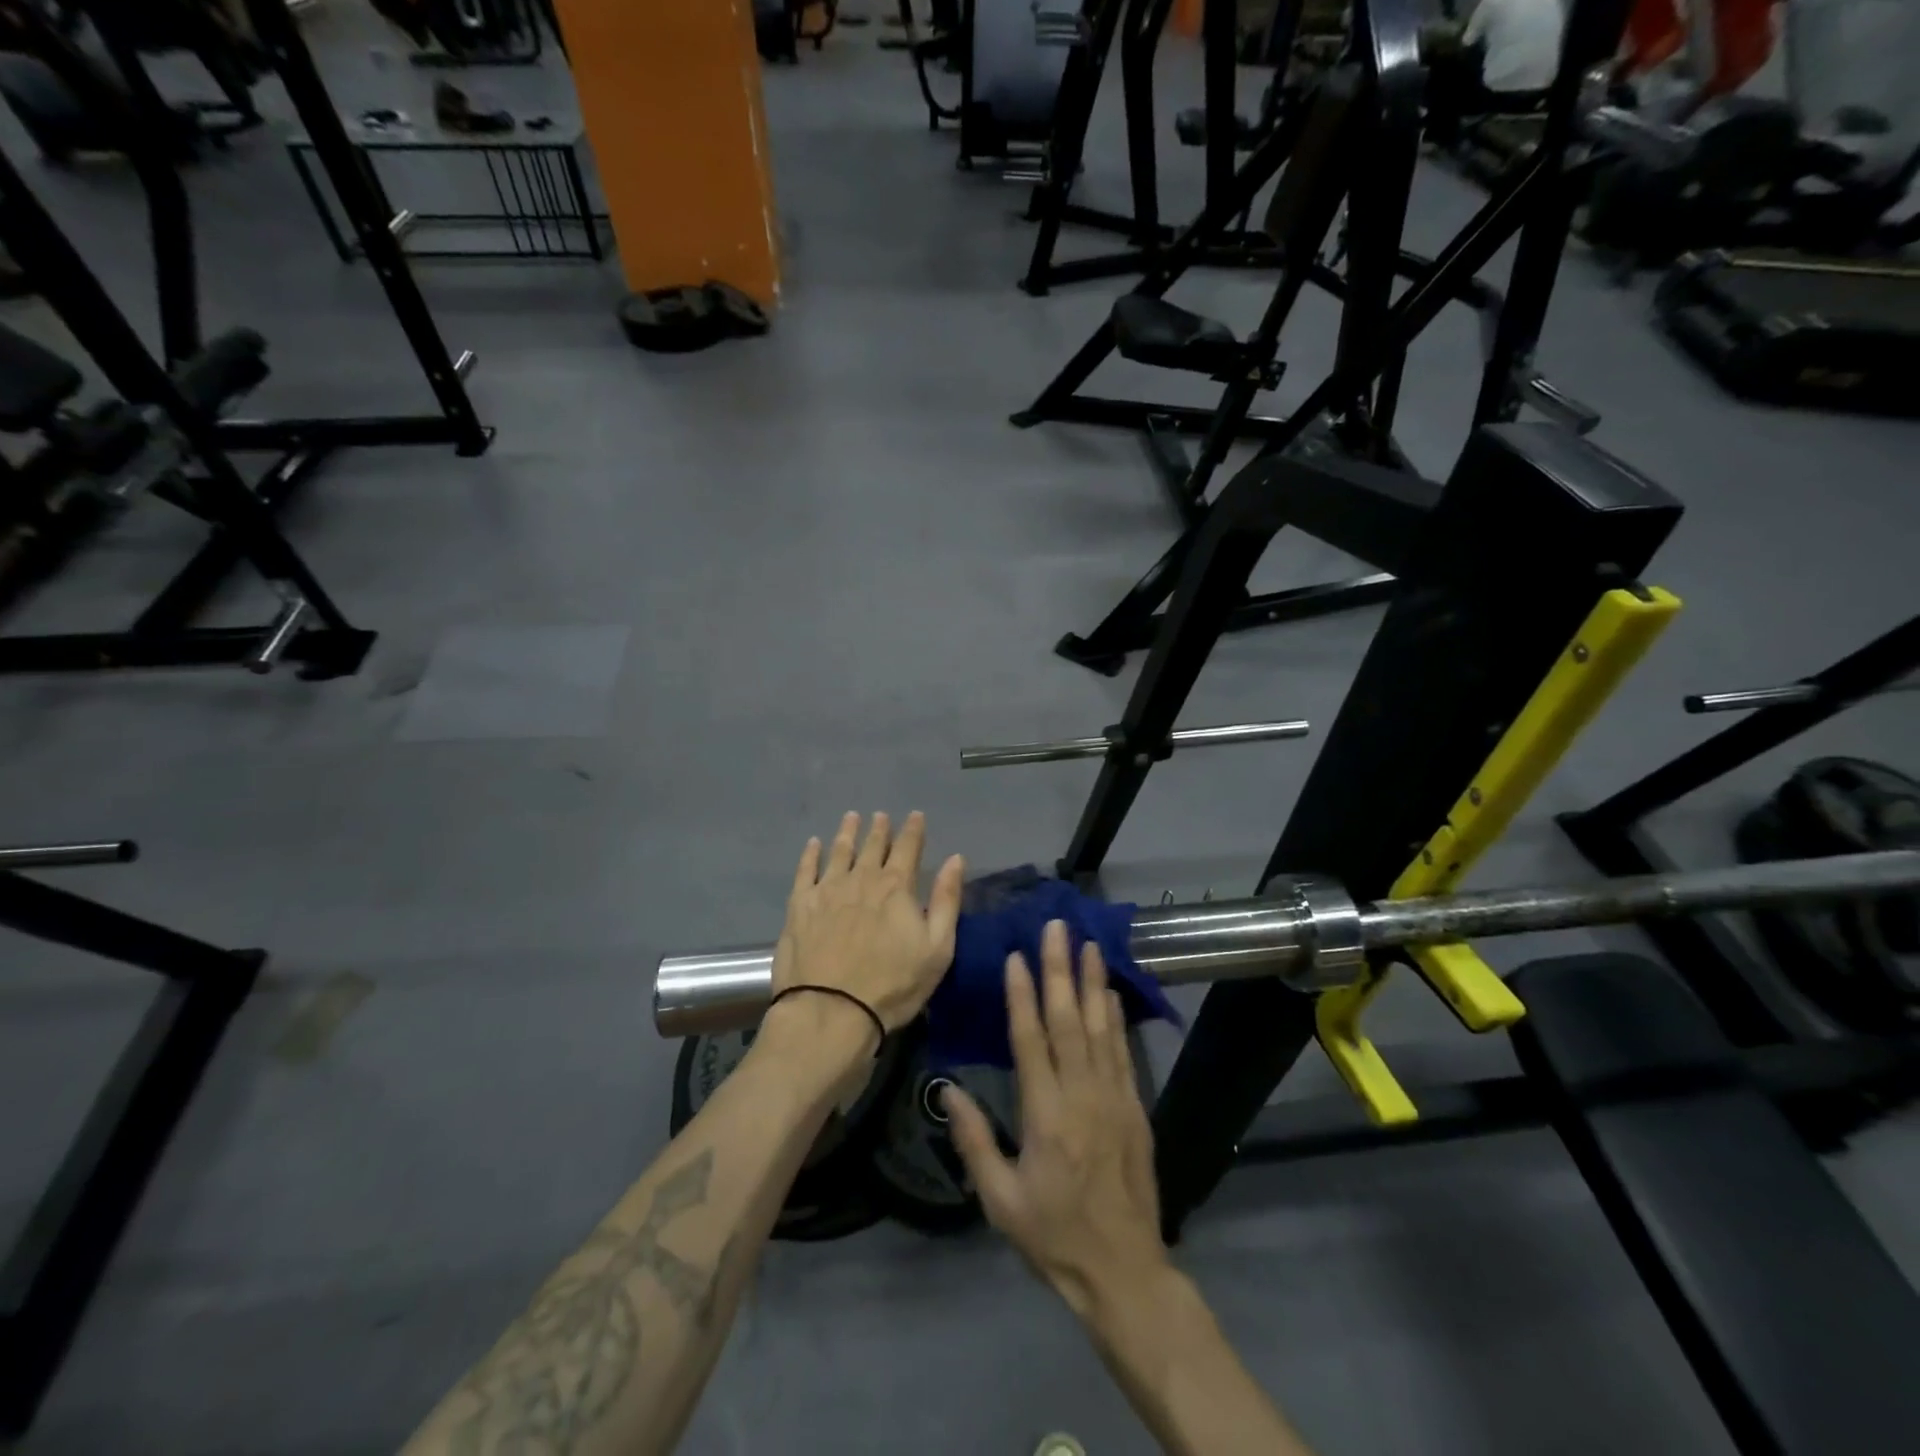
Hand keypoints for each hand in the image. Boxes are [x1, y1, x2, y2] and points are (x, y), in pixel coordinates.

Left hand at [771, 811, 964, 1034]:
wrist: (831, 1011)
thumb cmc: (893, 985)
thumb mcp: (937, 948)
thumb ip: (947, 900)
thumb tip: (956, 859)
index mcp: (897, 887)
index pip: (908, 848)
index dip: (913, 830)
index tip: (915, 815)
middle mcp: (862, 879)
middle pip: (873, 847)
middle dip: (880, 829)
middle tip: (881, 815)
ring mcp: (827, 890)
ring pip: (839, 852)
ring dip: (847, 833)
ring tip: (851, 817)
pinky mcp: (799, 906)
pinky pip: (805, 871)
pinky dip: (810, 854)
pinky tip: (813, 844)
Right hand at [944, 921, 1169, 1321]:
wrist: (1124, 1271)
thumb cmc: (1053, 1236)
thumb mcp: (1000, 1201)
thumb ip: (973, 1141)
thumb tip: (947, 1090)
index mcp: (1045, 1115)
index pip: (1031, 1040)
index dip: (1022, 995)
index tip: (1016, 956)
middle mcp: (1082, 1095)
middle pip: (1068, 1020)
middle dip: (1060, 970)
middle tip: (1057, 928)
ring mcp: (1114, 1098)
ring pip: (1100, 1027)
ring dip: (1092, 982)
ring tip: (1088, 943)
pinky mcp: (1135, 1108)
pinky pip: (1123, 1051)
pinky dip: (1116, 1017)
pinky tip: (1110, 993)